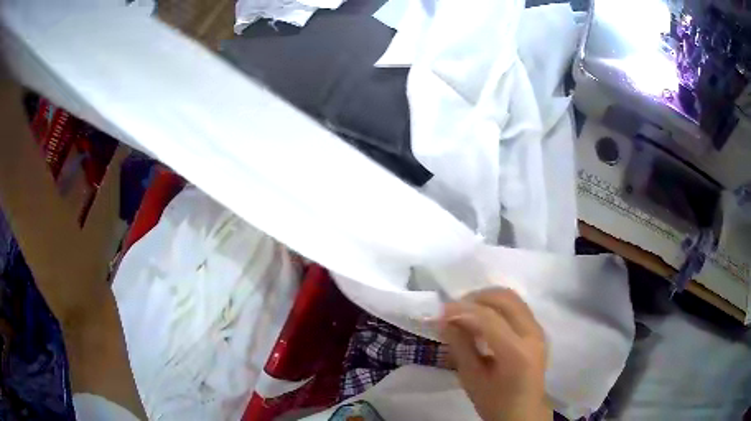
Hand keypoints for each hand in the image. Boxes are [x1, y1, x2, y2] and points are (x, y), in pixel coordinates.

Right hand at [440, 288, 550, 420]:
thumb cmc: (496, 402)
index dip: (462, 310)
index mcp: (516, 353)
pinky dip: (497, 306)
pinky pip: (517, 307)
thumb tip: (443, 321)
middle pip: (505, 299)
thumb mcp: (472, 379)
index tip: (440, 311)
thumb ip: (460, 347)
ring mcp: (538, 330)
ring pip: (513, 298)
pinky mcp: (537, 330)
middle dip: (476, 298)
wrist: (524, 412)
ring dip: (487, 299)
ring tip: (465, 311)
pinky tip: (482, 319)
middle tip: (453, 309)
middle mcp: (532, 334)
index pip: (489, 318)